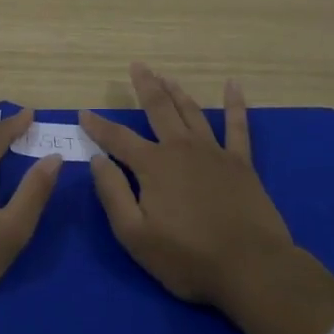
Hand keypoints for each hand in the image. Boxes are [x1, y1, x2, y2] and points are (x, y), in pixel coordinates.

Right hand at [80, 64, 297, 307]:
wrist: (251, 268)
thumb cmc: (187, 258)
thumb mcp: (135, 235)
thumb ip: (113, 194)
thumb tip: (97, 160)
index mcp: (153, 165)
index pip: (117, 138)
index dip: (98, 126)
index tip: (83, 113)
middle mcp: (181, 149)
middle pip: (159, 109)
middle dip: (145, 86)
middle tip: (137, 66)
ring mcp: (213, 152)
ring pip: (191, 112)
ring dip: (177, 91)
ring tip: (166, 76)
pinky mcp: (241, 163)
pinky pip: (237, 126)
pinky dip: (234, 104)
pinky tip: (233, 85)